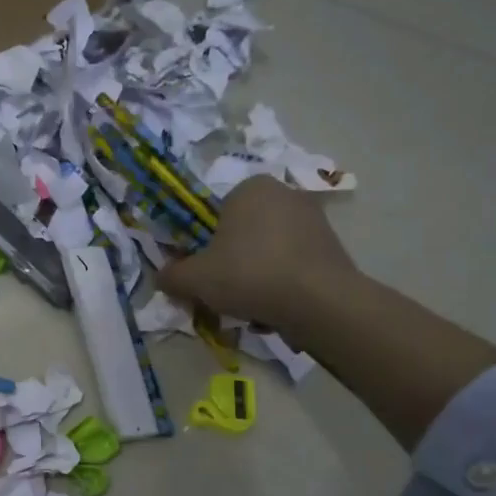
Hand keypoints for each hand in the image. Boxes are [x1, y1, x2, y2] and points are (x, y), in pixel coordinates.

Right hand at [156, 177, 358, 331]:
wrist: (319, 302)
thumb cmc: (249, 274)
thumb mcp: (194, 279)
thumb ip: (171, 275)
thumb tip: (162, 277)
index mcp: (250, 188)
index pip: (215, 212)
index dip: (204, 243)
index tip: (202, 270)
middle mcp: (285, 194)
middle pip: (243, 231)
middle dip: (231, 259)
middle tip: (221, 290)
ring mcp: (314, 219)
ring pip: (268, 249)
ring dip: (255, 273)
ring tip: (248, 305)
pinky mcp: (333, 246)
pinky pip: (293, 263)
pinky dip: (281, 282)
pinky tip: (275, 307)